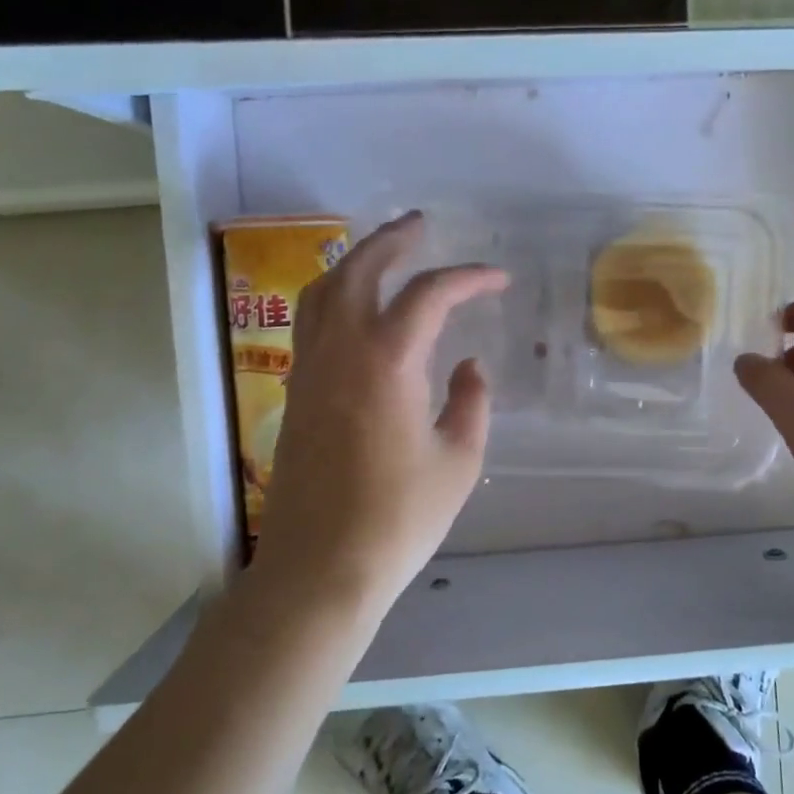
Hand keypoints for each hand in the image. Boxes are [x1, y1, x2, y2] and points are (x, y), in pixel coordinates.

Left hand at [253, 212, 506, 612]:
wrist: (321, 569)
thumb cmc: (399, 518)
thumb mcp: (459, 461)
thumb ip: (470, 402)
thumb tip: (468, 366)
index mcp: (387, 361)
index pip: (429, 294)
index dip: (468, 278)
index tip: (498, 279)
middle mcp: (340, 351)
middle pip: (359, 271)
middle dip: (392, 240)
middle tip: (421, 224)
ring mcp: (309, 370)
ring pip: (322, 292)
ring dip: (354, 263)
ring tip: (383, 254)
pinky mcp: (296, 394)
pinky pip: (310, 323)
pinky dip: (334, 297)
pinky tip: (356, 311)